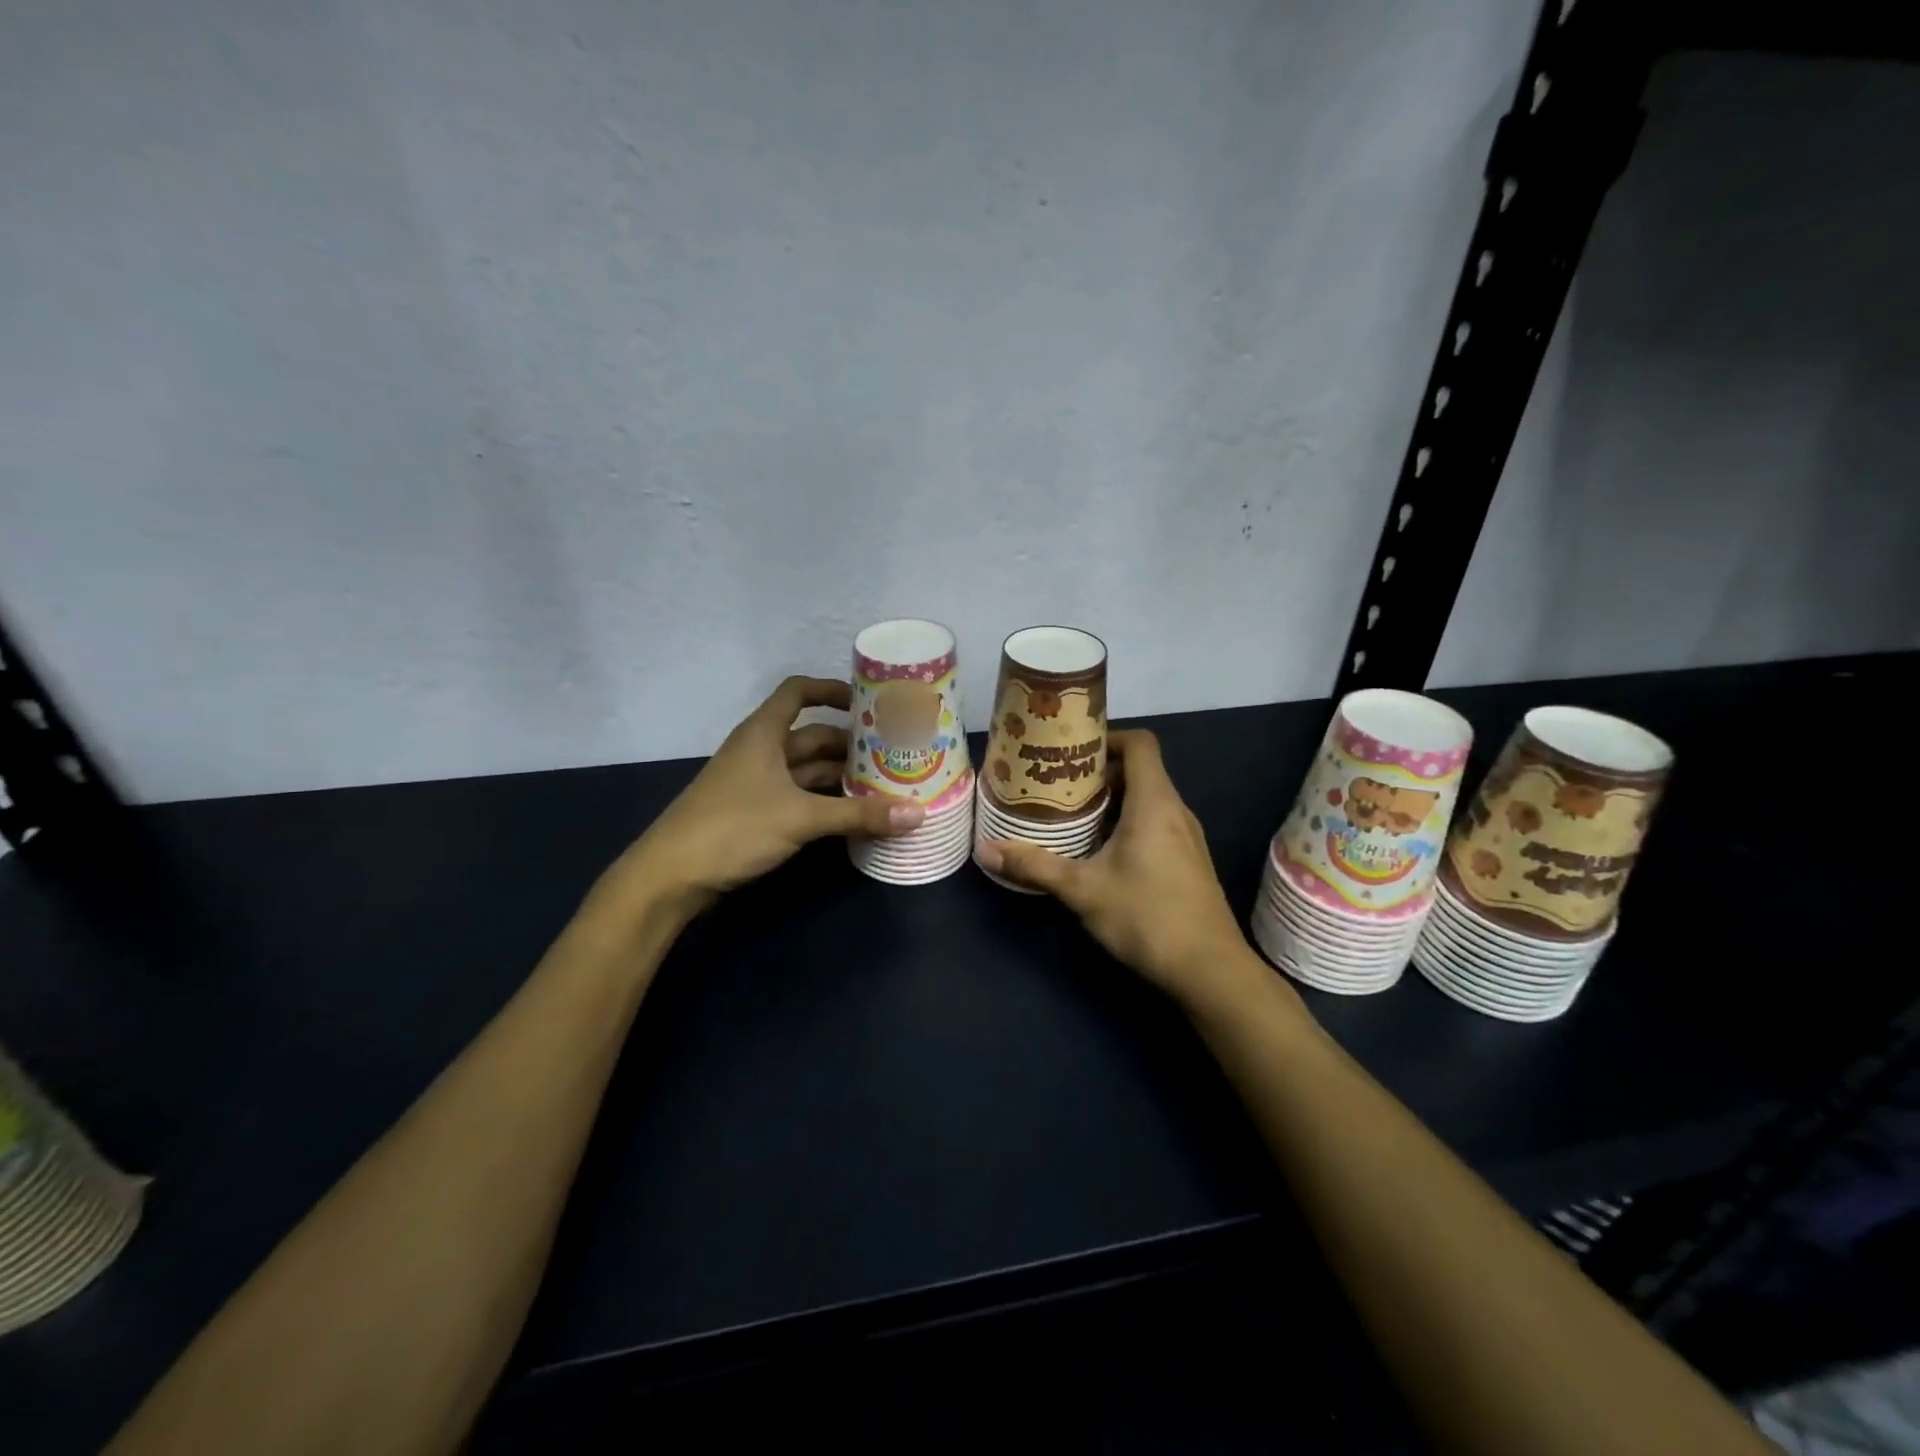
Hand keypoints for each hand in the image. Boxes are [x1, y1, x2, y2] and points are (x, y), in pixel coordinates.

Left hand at [617, 676, 924, 912]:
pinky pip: (797, 796)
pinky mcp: (752, 813)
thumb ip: (859, 814)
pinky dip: (823, 801)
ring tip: (882, 784)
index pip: (798, 692)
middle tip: (892, 753)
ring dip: (839, 776)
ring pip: (805, 769)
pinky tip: (852, 814)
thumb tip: (917, 813)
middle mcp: (759, 750)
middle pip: (810, 736)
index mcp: (763, 733)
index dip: (830, 690)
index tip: (866, 703)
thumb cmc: (734, 827)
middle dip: (849, 744)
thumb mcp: (801, 817)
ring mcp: (754, 783)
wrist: (671, 875)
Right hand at [975, 730, 1276, 1011]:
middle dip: (1098, 773)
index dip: (1107, 737)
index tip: (1070, 750)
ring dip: (1111, 801)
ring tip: (1071, 814)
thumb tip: (985, 849)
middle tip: (1058, 784)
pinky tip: (1099, 850)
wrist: (1210, 971)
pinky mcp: (1188, 861)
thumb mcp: (1083, 890)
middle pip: (1140, 770)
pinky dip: (1126, 823)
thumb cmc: (1147, 917)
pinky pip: (1155, 823)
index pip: (1139, 743)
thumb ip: (1034, 866)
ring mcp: (1186, 837)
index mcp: (1154, 803)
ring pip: (1147, 799)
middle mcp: (1175, 811)